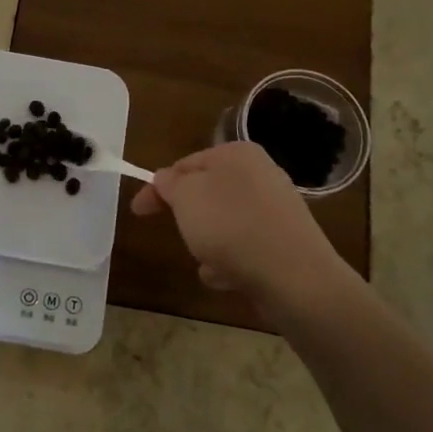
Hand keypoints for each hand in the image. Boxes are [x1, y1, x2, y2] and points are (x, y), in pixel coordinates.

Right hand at [130, 141, 356, 310]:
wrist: (294, 276)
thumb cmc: (231, 226)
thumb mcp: (185, 197)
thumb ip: (169, 183)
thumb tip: (166, 179)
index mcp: (237, 154)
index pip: (185, 164)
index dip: (157, 187)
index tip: (138, 211)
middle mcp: (260, 175)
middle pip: (207, 193)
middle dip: (188, 216)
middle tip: (175, 232)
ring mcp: (276, 209)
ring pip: (225, 222)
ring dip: (208, 242)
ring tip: (205, 260)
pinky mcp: (285, 242)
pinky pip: (245, 247)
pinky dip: (231, 260)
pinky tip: (226, 277)